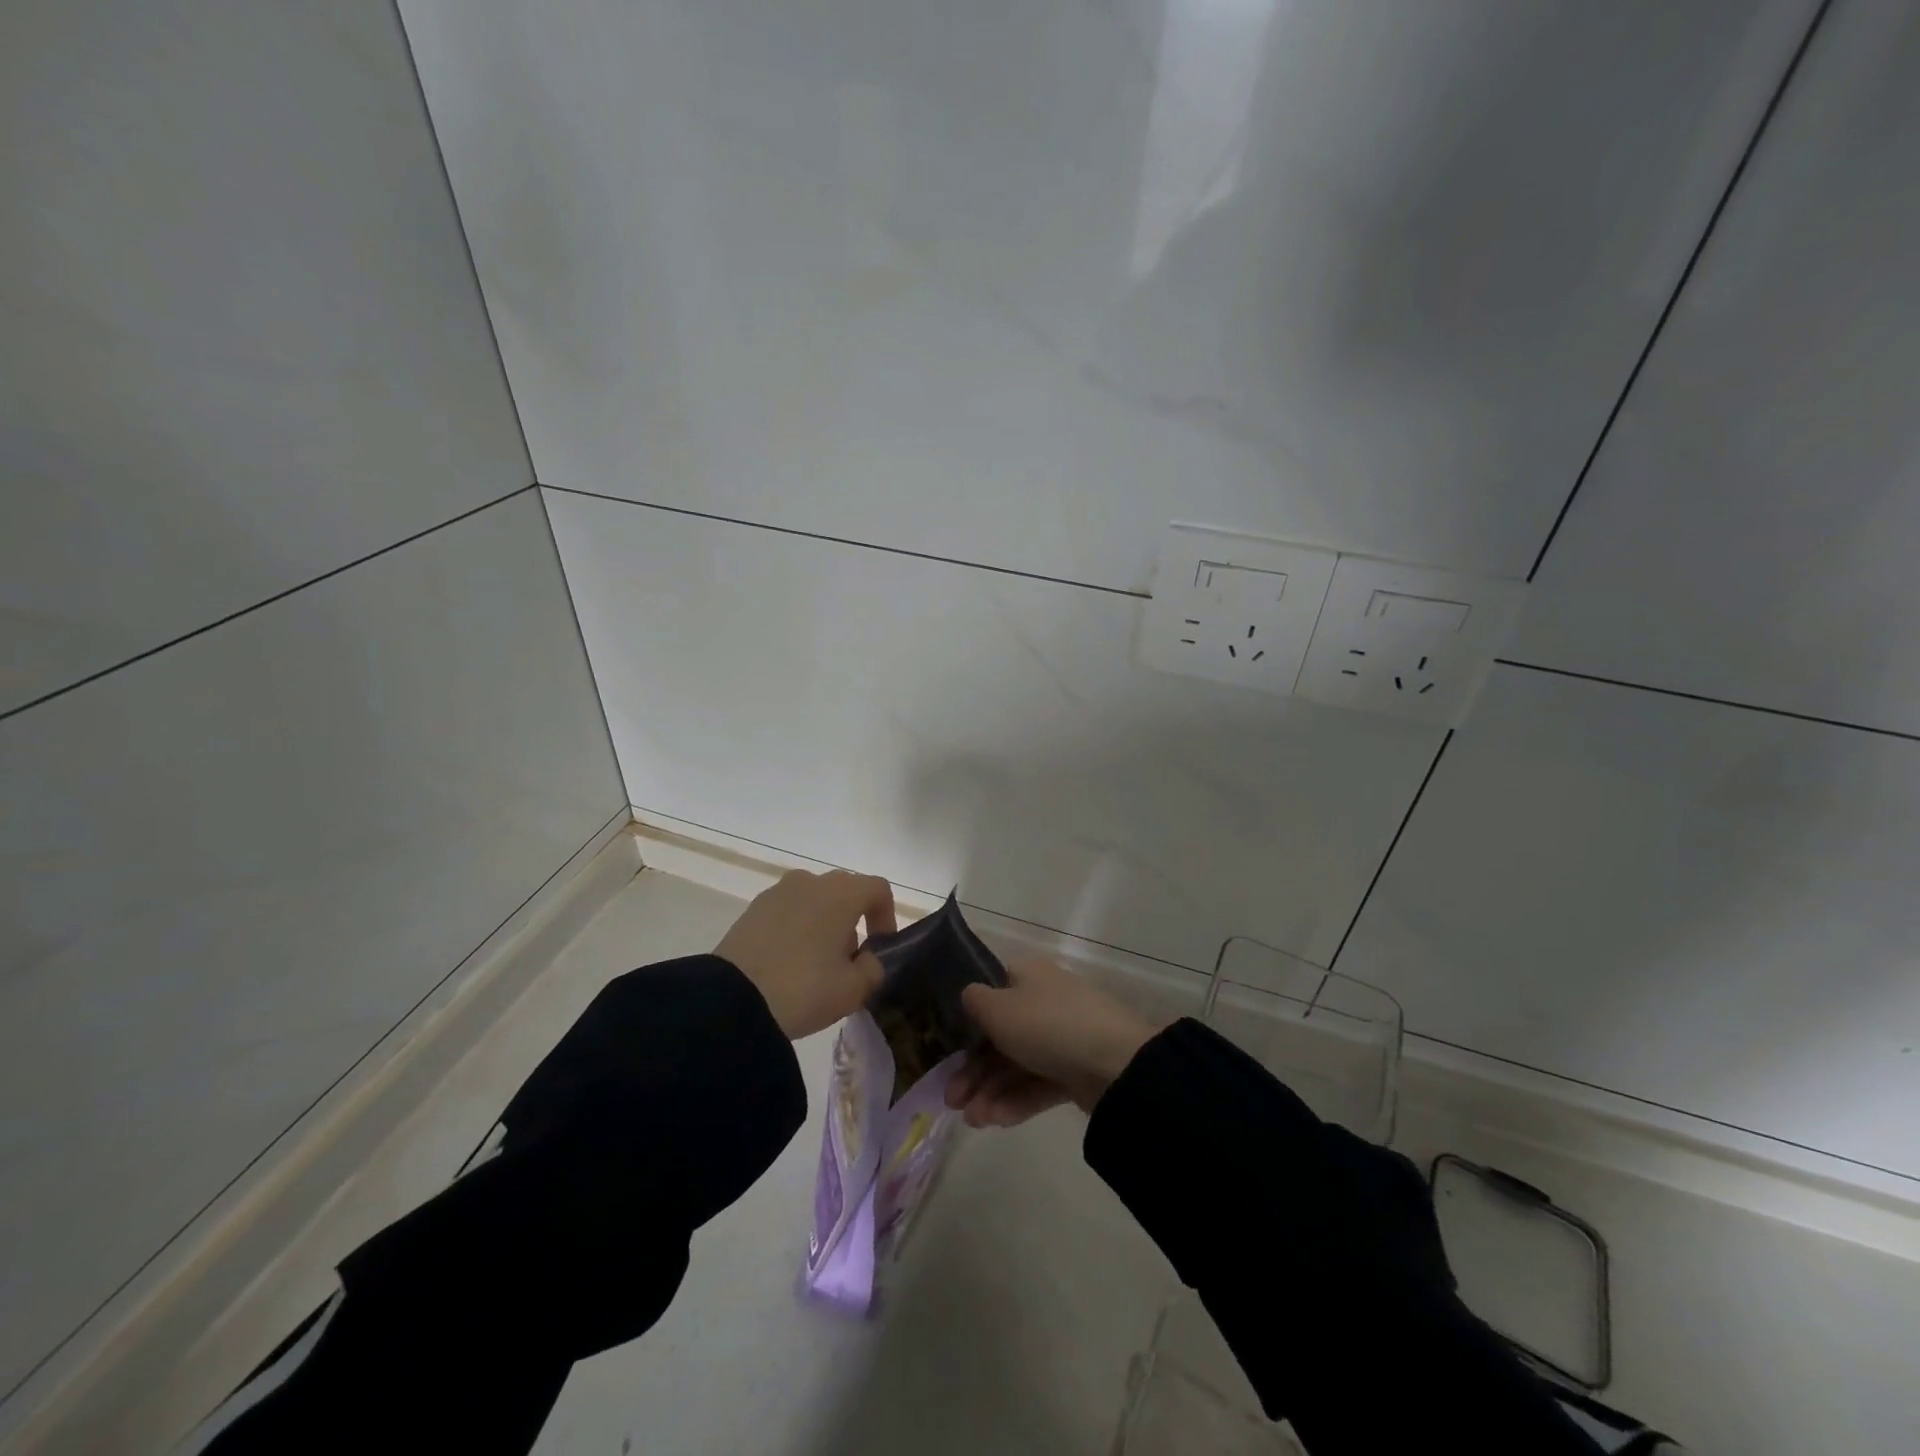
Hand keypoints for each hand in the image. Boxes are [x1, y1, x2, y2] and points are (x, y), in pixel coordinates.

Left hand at [715, 869, 897, 1038]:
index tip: (879, 947)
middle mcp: (810, 881)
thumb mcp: (853, 990)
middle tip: (848, 960)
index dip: (886, 916)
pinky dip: (795, 928)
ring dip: (823, 923)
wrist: (732, 1000)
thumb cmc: (803, 989)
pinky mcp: (752, 909)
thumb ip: (872, 969)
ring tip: (815, 964)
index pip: (877, 889)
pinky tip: (787, 963)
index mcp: (841, 893)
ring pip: (814, 900)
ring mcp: (777, 892)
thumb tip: (866, 959)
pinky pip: (787, 911)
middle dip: (853, 921)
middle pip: (844, 891)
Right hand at [945, 958, 1156, 1126]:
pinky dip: (1016, 1101)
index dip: (967, 1024)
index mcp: (1028, 976)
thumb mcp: (997, 1007)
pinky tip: (995, 1121)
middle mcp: (1044, 1002)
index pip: (991, 995)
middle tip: (952, 1101)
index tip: (946, 1053)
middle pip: (1000, 1036)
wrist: (1115, 1064)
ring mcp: (1062, 1038)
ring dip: (991, 1091)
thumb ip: (974, 1001)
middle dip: (974, 1070)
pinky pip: (1039, 1084)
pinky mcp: (1076, 1072)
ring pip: (1017, 1064)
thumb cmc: (1047, 1024)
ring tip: (973, 1120)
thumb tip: (970, 997)